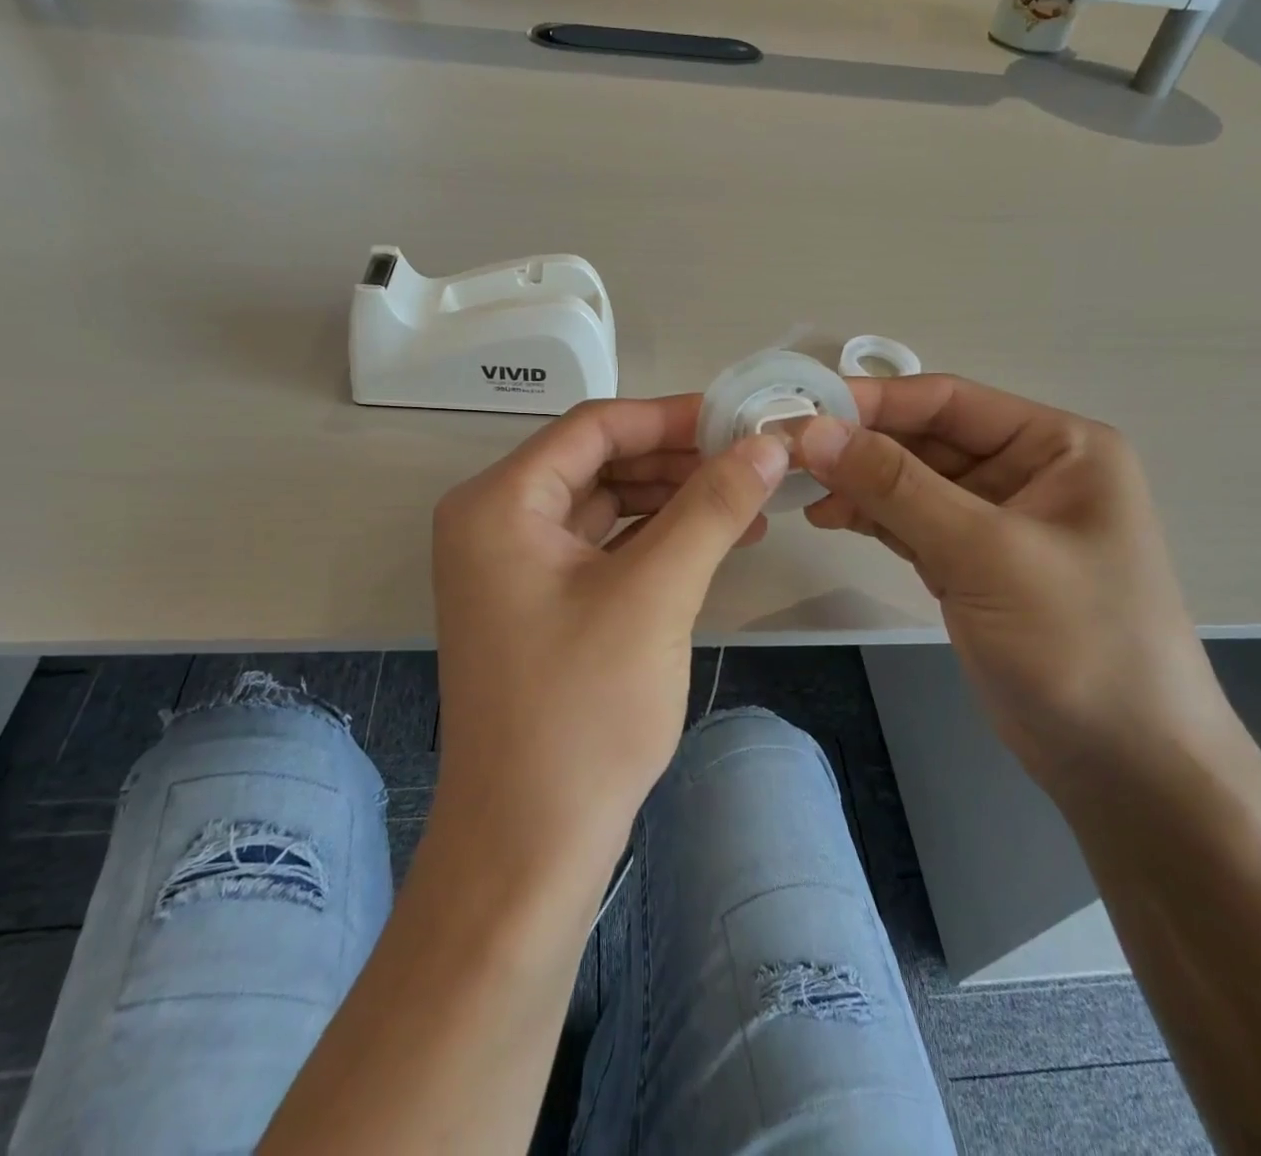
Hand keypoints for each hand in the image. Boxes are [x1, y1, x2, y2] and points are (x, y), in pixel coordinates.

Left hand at [431, 396, 786, 870]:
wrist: (529, 844)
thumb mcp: (655, 595)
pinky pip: (601, 548)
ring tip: (746, 502)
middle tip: (751, 462)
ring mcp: (512, 566)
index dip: (670, 417)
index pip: (593, 428)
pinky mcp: (538, 603)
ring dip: (672, 499)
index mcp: (498, 503)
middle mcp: (493, 522)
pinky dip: (655, 540)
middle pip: (597, 462)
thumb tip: (767, 445)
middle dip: (676, 460)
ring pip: (604, 506)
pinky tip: (712, 541)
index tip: (740, 419)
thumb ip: (712, 508)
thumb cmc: (582, 712)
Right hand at [796, 375, 1231, 787]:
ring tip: (799, 492)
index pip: (949, 401)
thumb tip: (813, 431)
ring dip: (858, 484)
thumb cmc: (1076, 642)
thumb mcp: (984, 553)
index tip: (802, 410)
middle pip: (926, 439)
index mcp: (1058, 445)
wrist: (1124, 766)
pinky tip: (829, 517)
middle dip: (859, 447)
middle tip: (787, 455)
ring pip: (912, 482)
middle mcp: (1029, 470)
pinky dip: (871, 518)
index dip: (873, 402)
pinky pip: (911, 522)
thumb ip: (896, 486)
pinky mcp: (973, 564)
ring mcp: (998, 520)